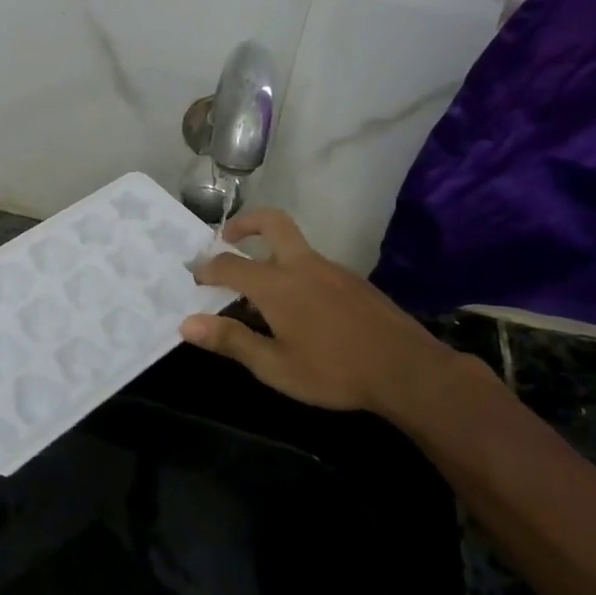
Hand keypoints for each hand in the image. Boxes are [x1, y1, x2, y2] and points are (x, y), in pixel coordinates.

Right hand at [179, 208, 470, 421]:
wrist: (408, 371)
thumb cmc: (334, 372)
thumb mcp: (275, 366)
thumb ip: (230, 340)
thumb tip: (187, 324)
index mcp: (277, 285)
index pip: (230, 264)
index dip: (206, 268)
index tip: (193, 275)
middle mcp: (302, 265)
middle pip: (271, 223)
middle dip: (244, 224)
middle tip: (226, 238)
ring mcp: (332, 270)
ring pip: (294, 246)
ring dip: (270, 253)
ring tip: (259, 290)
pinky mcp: (354, 282)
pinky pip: (314, 265)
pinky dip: (295, 271)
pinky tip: (299, 308)